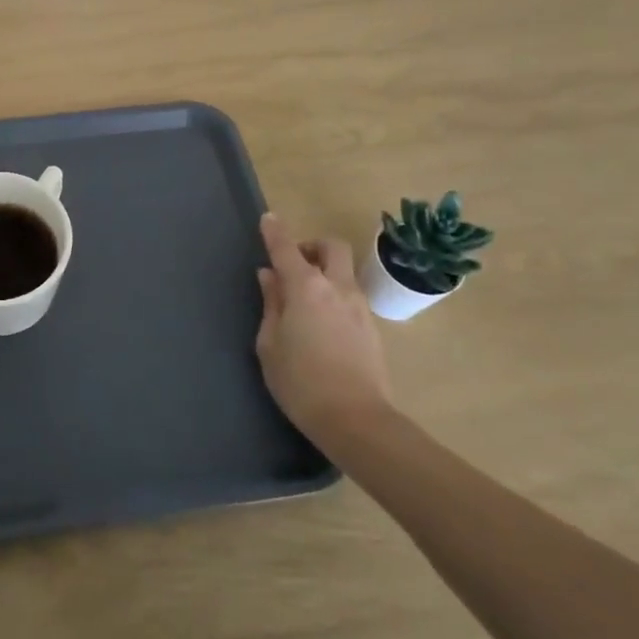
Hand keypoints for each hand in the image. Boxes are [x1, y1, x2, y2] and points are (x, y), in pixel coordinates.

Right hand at [255, 214, 393, 453]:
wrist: (356, 420)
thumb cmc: (300, 382)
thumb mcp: (270, 343)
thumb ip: (271, 304)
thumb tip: (270, 277)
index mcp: (306, 288)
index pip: (287, 249)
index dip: (275, 232)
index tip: (267, 219)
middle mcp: (337, 288)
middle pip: (331, 248)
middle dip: (311, 246)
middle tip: (293, 265)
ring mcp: (359, 307)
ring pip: (343, 272)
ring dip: (324, 272)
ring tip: (302, 299)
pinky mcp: (371, 327)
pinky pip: (349, 295)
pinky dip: (333, 294)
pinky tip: (319, 322)